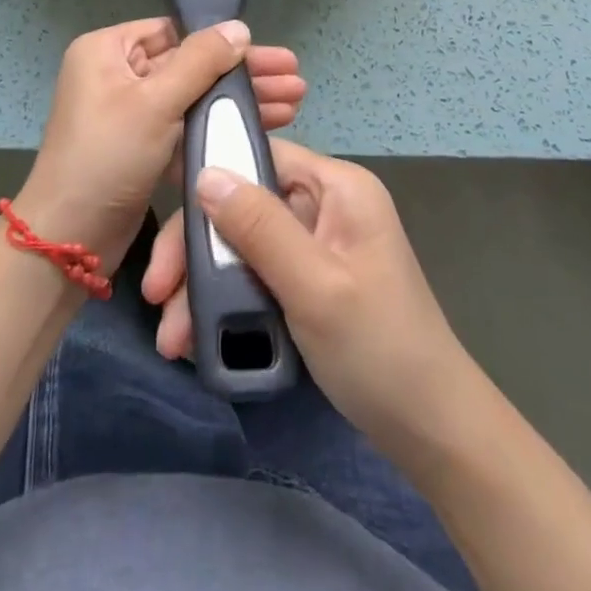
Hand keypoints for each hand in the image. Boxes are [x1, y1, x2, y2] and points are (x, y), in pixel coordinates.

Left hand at [13, 18, 307, 266]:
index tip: (267, 53)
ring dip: (239, 101)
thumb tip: (238, 27)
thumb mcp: (155, 103)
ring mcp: (130, 113)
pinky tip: (264, 129)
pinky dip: (219, 127)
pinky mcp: (143, 148)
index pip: (172, 32)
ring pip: (194, 98)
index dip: (220, 42)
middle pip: (190, 65)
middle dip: (242, 74)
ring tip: (295, 102)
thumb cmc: (108, 157)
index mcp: (107, 51)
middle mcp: (116, 75)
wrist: (70, 239)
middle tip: (295, 79)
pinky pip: (186, 127)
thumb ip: (200, 62)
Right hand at [142, 139, 473, 456]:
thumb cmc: (379, 350)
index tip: (164, 205)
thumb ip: (259, 227)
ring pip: (242, 245)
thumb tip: (203, 172)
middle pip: (243, 205)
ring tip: (172, 338)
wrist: (433, 433)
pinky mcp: (308, 282)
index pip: (260, 156)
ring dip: (203, 286)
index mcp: (337, 187)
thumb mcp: (314, 286)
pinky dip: (226, 303)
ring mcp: (316, 245)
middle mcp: (325, 205)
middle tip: (157, 292)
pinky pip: (255, 276)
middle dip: (197, 249)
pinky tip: (196, 337)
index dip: (210, 175)